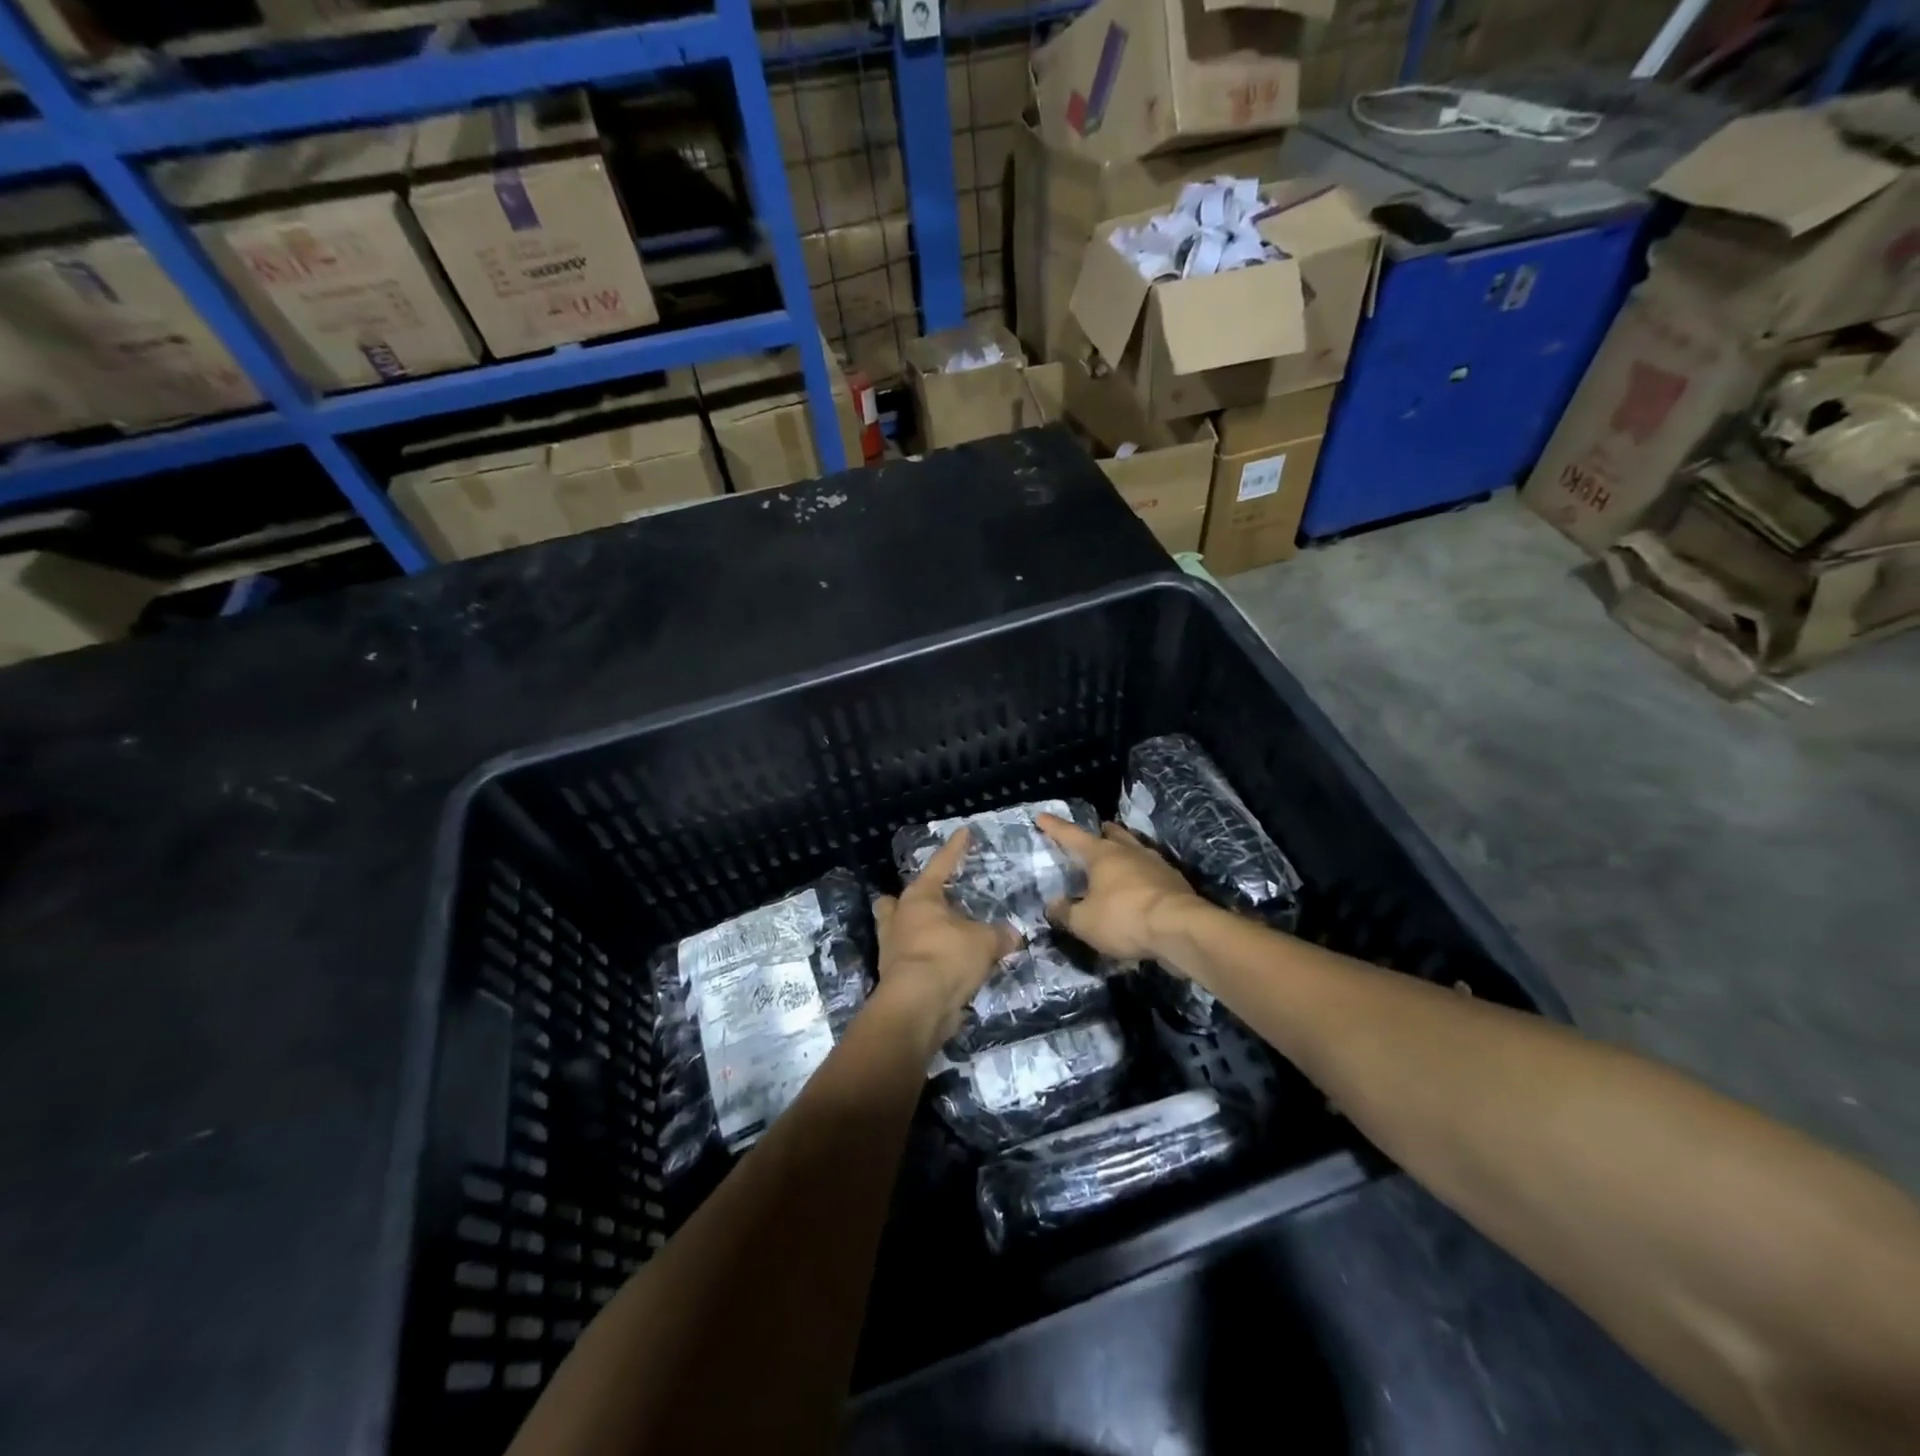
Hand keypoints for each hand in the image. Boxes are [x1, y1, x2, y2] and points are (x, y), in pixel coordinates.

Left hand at [873, 829, 1018, 1038]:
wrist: (917, 1006)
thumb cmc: (947, 957)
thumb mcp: (984, 942)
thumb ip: (999, 935)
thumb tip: (1013, 934)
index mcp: (919, 898)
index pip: (941, 864)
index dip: (955, 848)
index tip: (964, 832)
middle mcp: (899, 918)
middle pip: (895, 901)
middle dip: (908, 900)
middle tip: (930, 901)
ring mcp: (891, 949)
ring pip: (897, 930)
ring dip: (913, 931)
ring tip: (938, 934)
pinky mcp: (894, 977)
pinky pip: (908, 959)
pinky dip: (924, 959)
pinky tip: (944, 964)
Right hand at [1036, 813, 1202, 963]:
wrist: (1180, 928)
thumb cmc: (1124, 918)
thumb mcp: (1084, 922)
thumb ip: (1066, 913)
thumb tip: (1053, 904)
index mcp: (1102, 854)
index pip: (1072, 835)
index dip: (1055, 827)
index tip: (1042, 816)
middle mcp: (1129, 852)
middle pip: (1113, 835)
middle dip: (1102, 832)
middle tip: (1097, 830)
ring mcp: (1156, 864)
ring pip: (1135, 849)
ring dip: (1125, 850)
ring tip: (1119, 856)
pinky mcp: (1174, 881)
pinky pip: (1152, 871)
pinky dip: (1141, 874)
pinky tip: (1140, 886)